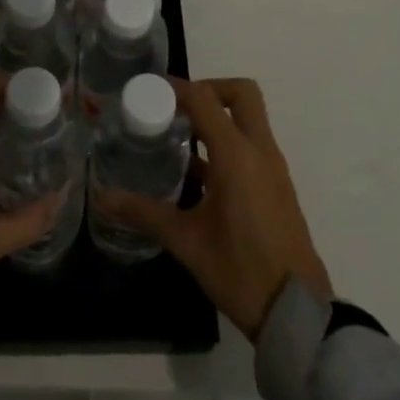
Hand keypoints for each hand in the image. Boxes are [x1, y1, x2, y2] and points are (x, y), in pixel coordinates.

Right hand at [94, 77, 330, 340]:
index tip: (150, 89)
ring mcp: (273, 167)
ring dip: (218, 116)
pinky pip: (253, 144)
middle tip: (177, 107)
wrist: (297, 312)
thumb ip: (144, 213)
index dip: (177, 87)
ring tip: (180, 136)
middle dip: (208, 89)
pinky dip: (228, 141)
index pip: (205, 99)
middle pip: (241, 93)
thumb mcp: (186, 242)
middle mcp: (260, 151)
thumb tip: (103, 198)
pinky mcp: (278, 185)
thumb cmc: (240, 271)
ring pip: (249, 118)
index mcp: (237, 156)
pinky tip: (199, 173)